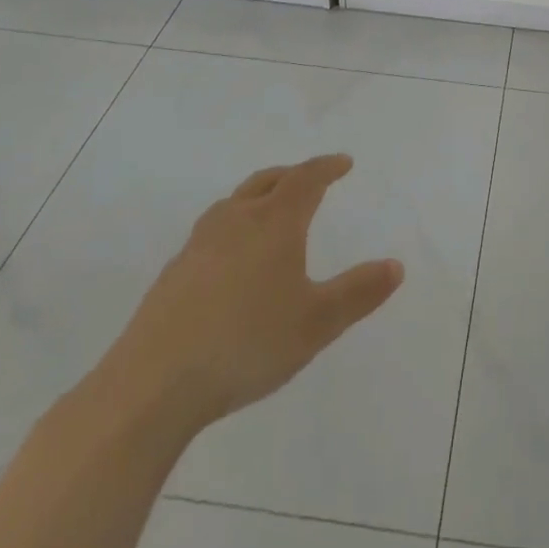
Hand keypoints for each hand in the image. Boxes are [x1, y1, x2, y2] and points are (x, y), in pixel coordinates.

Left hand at [98, 154, 403, 440]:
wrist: (152, 385)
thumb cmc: (246, 344)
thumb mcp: (316, 323)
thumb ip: (359, 293)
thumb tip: (396, 265)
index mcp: (274, 223)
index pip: (305, 179)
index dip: (327, 167)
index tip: (343, 162)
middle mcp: (235, 221)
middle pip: (267, 181)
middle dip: (293, 174)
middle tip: (310, 179)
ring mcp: (198, 245)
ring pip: (234, 202)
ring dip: (259, 196)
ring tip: (270, 210)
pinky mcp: (173, 273)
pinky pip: (212, 231)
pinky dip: (233, 226)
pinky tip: (231, 258)